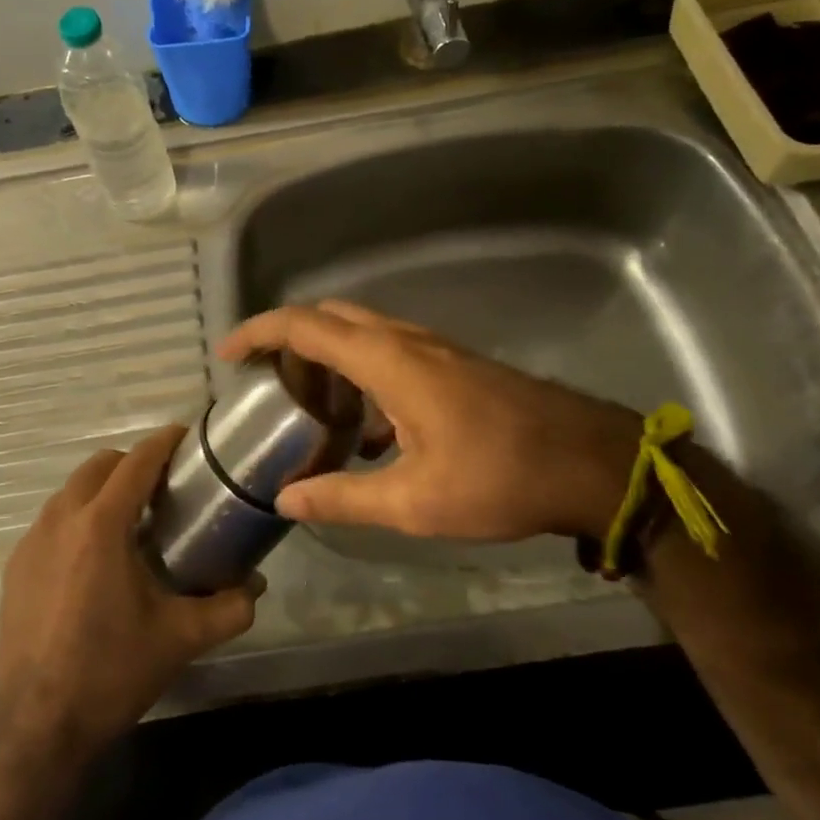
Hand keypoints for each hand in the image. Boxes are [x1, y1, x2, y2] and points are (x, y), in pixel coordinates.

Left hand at [0, 426, 257, 761]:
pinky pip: (51, 521)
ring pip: (71, 491)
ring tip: (131, 521)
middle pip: (98, 466)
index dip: (163, 443)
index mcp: (101, 526)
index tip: (185, 436)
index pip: (136, 463)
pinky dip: (77, 519)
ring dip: (101, 491)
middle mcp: (60, 520)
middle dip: (131, 464)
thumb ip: (229, 607)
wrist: (39, 726)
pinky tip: (94, 559)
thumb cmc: (113, 671)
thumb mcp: (181, 638)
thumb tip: (256, 585)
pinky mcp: (15, 567)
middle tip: (162, 487)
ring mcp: (31, 542)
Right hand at [219, 301, 642, 542]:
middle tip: (263, 378)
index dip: (260, 332)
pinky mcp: (453, 364)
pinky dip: (359, 373)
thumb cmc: (501, 477)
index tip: (228, 354)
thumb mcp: (415, 502)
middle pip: (330, 317)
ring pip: (361, 332)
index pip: (306, 326)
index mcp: (388, 361)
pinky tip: (366, 431)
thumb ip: (344, 498)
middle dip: (289, 338)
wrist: (591, 462)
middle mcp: (406, 341)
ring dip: (327, 355)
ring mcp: (434, 348)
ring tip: (307, 405)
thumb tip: (286, 499)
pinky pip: (389, 351)